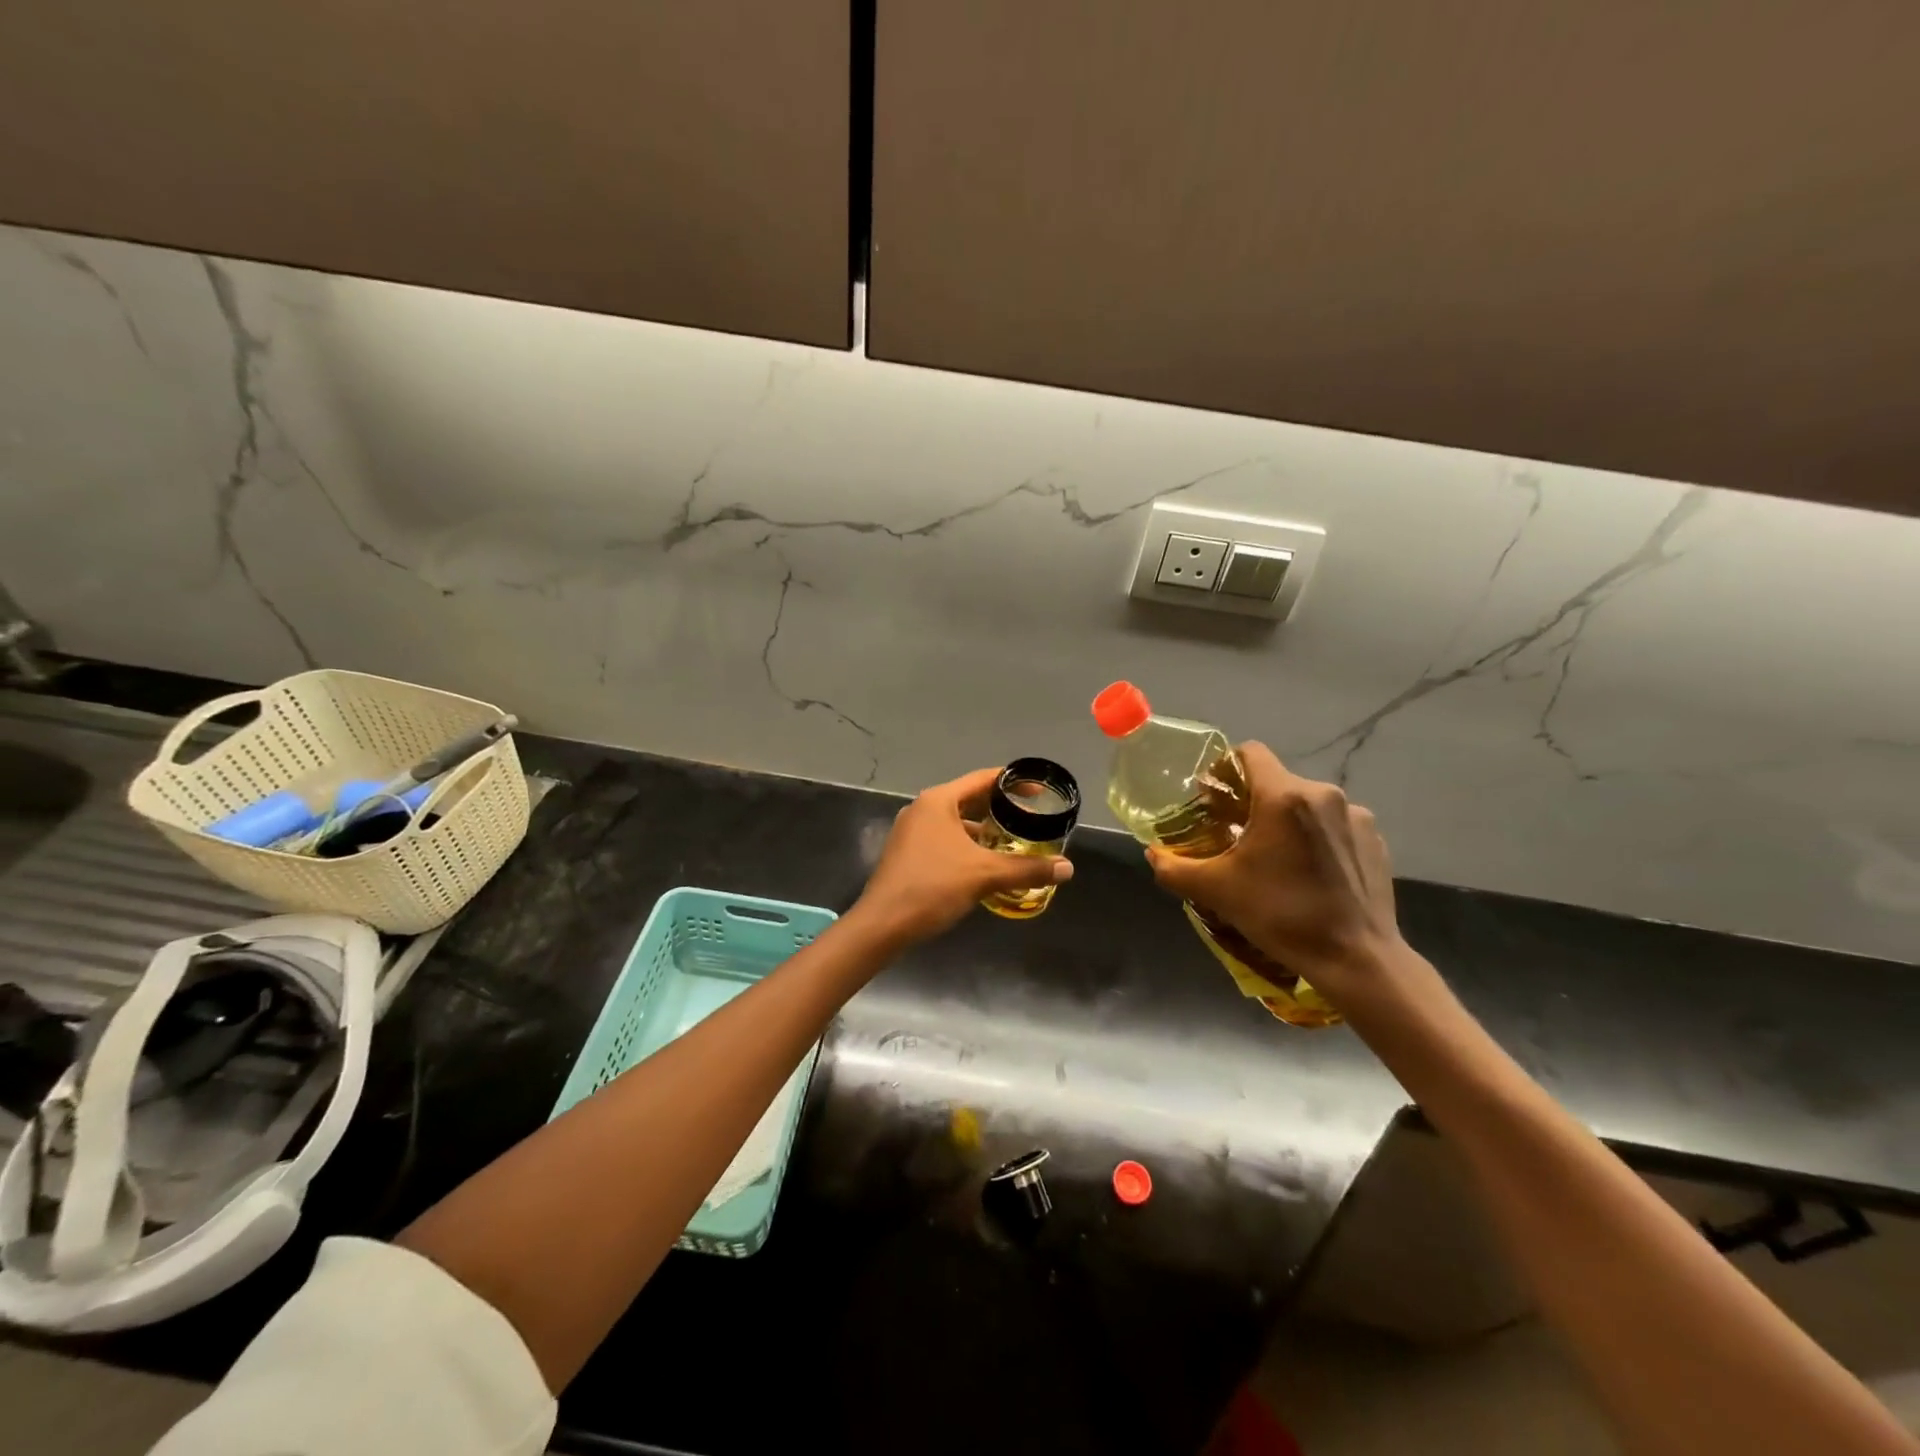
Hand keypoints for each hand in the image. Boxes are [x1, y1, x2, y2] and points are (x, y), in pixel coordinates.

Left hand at [853, 769, 1072, 945]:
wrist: (882, 925)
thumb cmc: (932, 887)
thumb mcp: (984, 875)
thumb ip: (1027, 868)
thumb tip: (1068, 868)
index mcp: (938, 801)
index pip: (983, 779)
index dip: (1013, 782)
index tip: (1040, 790)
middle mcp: (923, 809)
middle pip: (970, 799)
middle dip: (1002, 809)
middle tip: (1033, 818)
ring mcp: (912, 831)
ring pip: (958, 823)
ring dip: (985, 831)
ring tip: (1015, 842)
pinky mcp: (909, 853)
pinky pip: (946, 840)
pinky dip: (968, 846)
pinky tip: (987, 865)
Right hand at [1145, 743, 1411, 1007]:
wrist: (1357, 959)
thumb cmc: (1282, 915)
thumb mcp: (1217, 891)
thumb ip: (1174, 867)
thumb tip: (1152, 854)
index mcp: (1284, 796)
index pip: (1250, 752)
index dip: (1226, 769)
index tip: (1214, 800)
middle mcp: (1324, 794)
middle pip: (1276, 781)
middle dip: (1252, 802)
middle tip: (1235, 835)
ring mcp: (1356, 817)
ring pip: (1306, 804)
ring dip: (1286, 821)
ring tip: (1274, 858)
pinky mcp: (1376, 840)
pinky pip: (1334, 826)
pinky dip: (1316, 839)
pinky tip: (1308, 873)